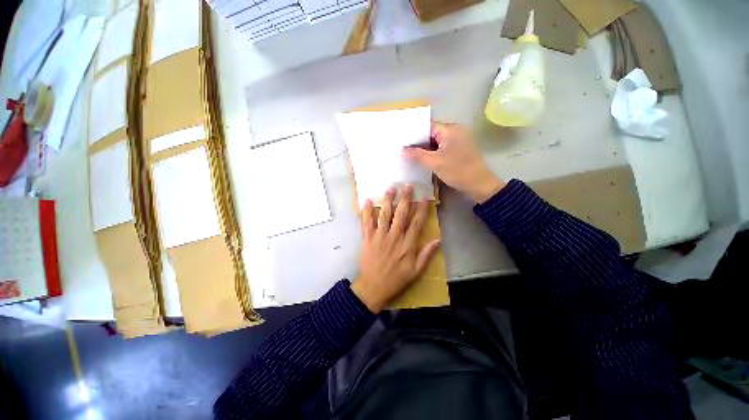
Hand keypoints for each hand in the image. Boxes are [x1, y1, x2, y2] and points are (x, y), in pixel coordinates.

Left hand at [352, 185, 440, 313]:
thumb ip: (426, 255)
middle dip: (405, 199)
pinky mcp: (367, 238)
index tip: (424, 197)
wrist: (374, 286)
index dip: (421, 209)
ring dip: (388, 201)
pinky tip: (368, 201)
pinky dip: (367, 212)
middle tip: (407, 186)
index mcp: (407, 245)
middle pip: (401, 215)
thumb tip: (438, 240)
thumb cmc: (396, 278)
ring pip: (384, 215)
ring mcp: (379, 237)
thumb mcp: (416, 271)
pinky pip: (367, 223)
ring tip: (390, 188)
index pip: (416, 223)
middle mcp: (394, 237)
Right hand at [403, 122, 505, 203]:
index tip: (402, 141)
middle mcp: (455, 131)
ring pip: (436, 141)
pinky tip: (422, 159)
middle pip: (431, 133)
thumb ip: (417, 155)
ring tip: (409, 154)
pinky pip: (441, 147)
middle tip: (403, 148)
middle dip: (418, 142)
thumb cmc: (457, 171)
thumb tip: (403, 150)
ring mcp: (457, 140)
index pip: (427, 126)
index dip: (414, 134)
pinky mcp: (458, 149)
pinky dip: (432, 152)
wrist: (479, 184)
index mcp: (450, 129)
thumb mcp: (435, 163)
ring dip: (425, 148)